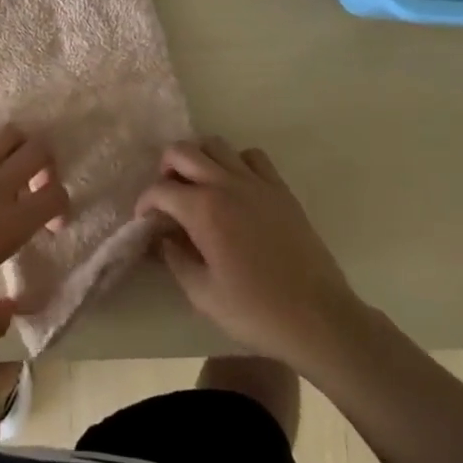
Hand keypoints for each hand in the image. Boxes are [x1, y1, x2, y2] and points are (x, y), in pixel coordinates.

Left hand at [0, 127, 68, 346]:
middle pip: (37, 151)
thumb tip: (11, 312)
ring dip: (16, 148)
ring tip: (8, 168)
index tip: (50, 224)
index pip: (54, 195)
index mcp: (8, 226)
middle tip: (36, 184)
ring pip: (5, 136)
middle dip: (46, 164)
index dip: (61, 205)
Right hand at [135, 136, 361, 369]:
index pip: (160, 190)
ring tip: (198, 186)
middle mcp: (226, 184)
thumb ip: (175, 260)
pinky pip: (252, 156)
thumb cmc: (255, 311)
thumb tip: (162, 238)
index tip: (145, 220)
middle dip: (166, 168)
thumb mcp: (202, 294)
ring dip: (199, 159)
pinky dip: (236, 162)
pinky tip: (236, 187)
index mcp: (203, 210)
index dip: (145, 202)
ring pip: (216, 145)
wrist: (317, 317)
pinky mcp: (280, 188)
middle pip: (183, 151)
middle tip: (167, 196)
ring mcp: (256, 182)